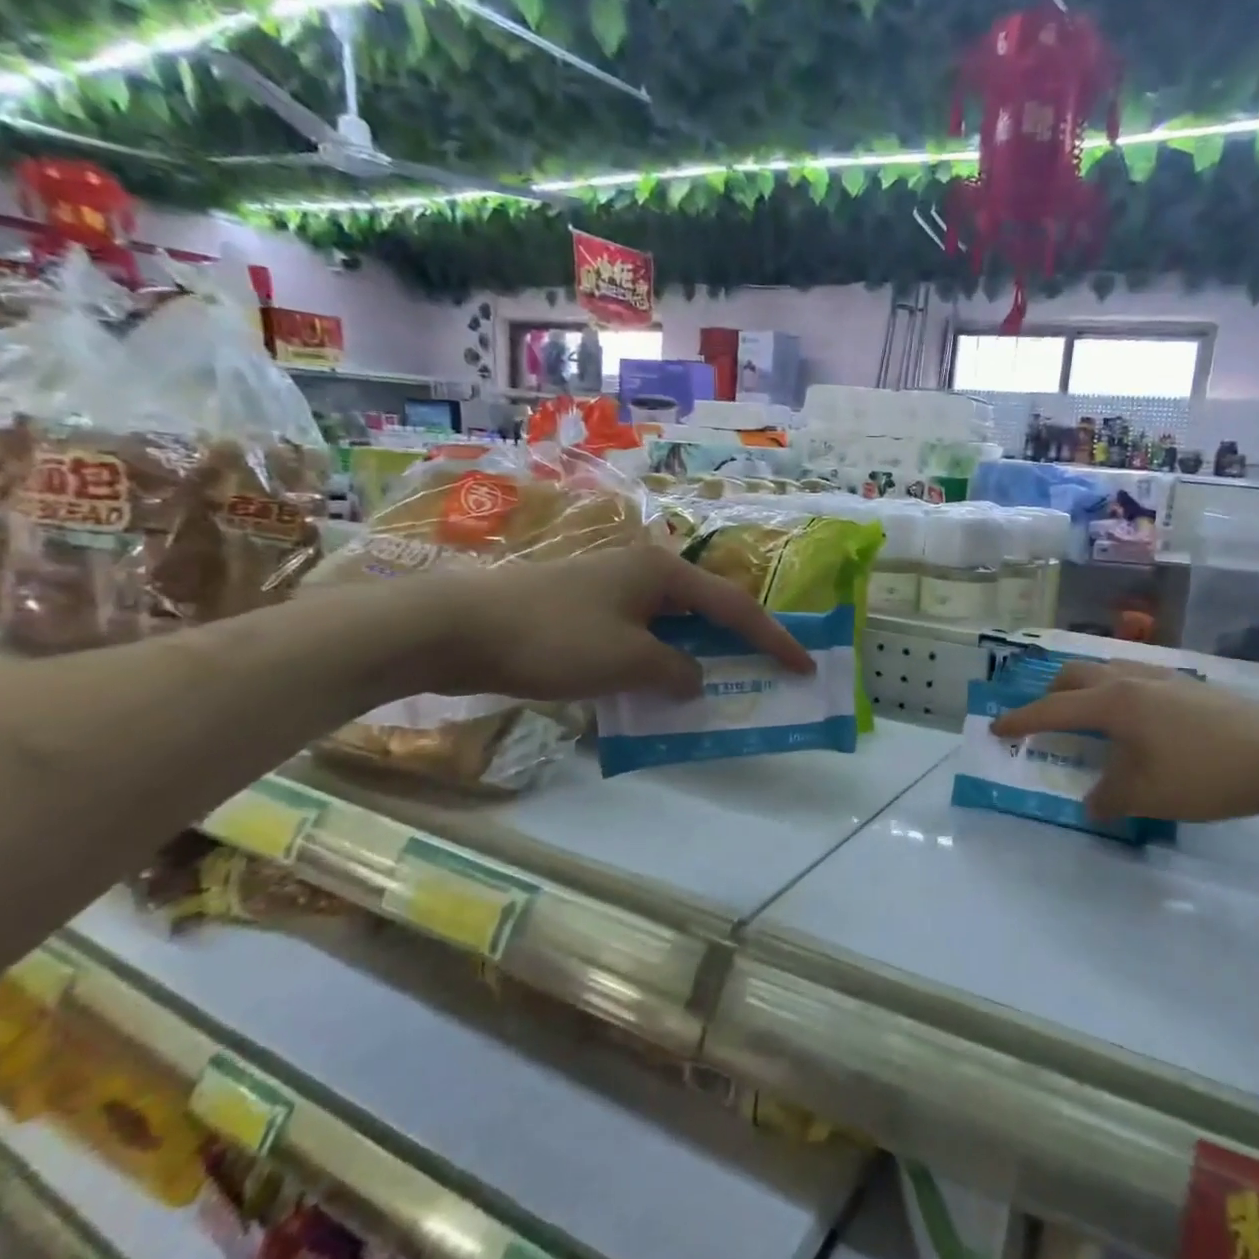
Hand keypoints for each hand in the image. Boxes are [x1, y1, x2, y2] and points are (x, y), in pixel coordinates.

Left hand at [400, 546, 813, 701]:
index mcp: (663, 572)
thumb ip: (676, 672)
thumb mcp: (628, 662)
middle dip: (740, 643)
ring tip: (723, 684)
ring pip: (673, 625)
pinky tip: (661, 687)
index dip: (774, 639)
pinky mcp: (586, 610)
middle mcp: (644, 571)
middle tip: (769, 672)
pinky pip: (642, 636)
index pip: (735, 608)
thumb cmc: (553, 638)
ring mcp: (612, 589)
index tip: (805, 665)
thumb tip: (694, 678)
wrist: (454, 628)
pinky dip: (661, 661)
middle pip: (708, 610)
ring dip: (698, 656)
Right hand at [990, 661, 1258, 822]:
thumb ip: (1108, 797)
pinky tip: (1134, 722)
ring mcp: (1164, 678)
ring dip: (1085, 690)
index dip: (1021, 720)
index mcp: (1113, 702)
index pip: (1053, 709)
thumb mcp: (1147, 795)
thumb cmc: (1206, 772)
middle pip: (1076, 675)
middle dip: (1050, 694)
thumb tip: (1092, 800)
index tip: (996, 727)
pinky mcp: (1190, 686)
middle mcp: (1132, 680)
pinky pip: (1134, 680)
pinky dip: (1115, 695)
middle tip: (1041, 719)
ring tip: (1085, 718)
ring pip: (1107, 672)